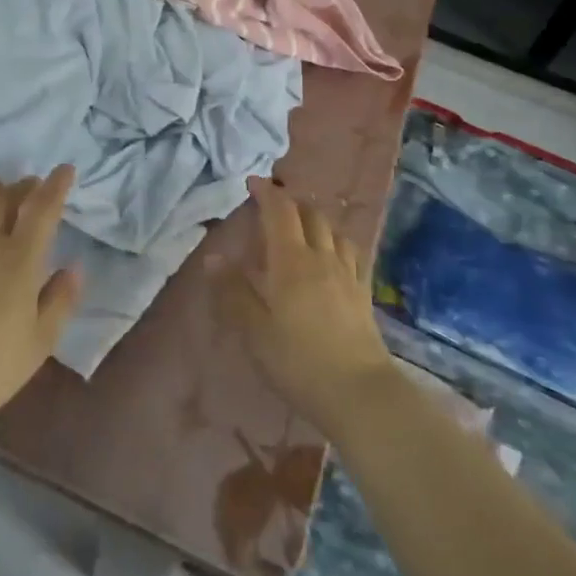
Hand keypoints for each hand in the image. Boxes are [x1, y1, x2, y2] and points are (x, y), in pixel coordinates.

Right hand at [218, 178, 394, 435]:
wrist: (358, 392)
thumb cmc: (298, 360)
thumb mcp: (254, 330)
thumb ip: (233, 291)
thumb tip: (212, 257)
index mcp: (291, 260)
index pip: (280, 211)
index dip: (267, 192)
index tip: (253, 182)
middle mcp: (322, 257)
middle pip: (311, 214)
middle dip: (291, 202)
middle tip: (274, 205)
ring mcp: (347, 273)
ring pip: (333, 230)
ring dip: (316, 219)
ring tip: (303, 227)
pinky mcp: (363, 293)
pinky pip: (351, 253)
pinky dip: (336, 242)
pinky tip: (332, 255)